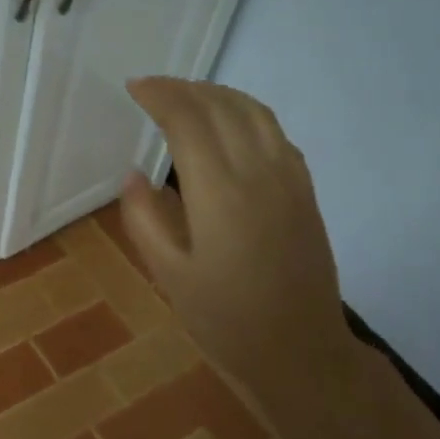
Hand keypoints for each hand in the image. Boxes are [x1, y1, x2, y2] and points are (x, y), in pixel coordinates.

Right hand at [119, 77, 362, 428]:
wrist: (298, 351)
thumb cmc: (225, 319)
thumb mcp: (169, 274)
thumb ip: (145, 218)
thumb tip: (134, 175)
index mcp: (219, 193)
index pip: (188, 121)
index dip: (160, 96)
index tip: (135, 87)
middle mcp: (258, 173)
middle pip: (222, 107)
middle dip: (185, 88)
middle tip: (154, 88)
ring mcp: (289, 179)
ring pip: (255, 113)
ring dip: (219, 94)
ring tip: (188, 97)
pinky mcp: (305, 192)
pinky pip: (276, 133)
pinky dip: (247, 114)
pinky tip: (230, 126)